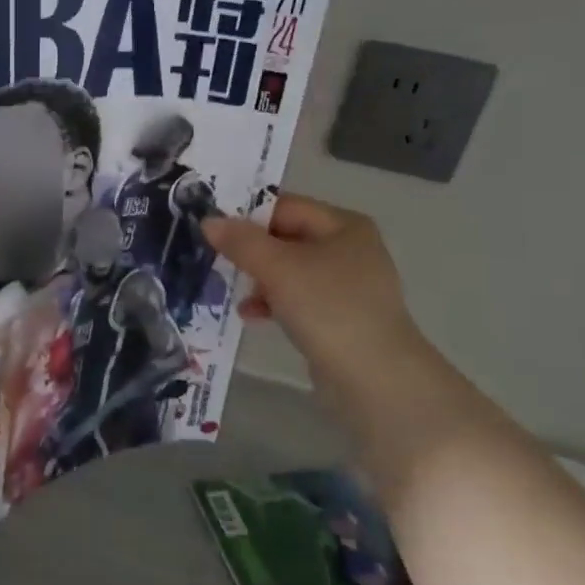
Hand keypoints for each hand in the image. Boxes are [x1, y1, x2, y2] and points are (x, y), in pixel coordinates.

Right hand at [202, 194, 422, 393]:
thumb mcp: (277, 268)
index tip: (213, 231)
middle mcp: (350, 248)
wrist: (375, 378)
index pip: (285, 206)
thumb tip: (209, 220)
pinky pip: (298, 298)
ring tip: (234, 293)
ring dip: (258, 279)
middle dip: (251, 251)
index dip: (248, 216)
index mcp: (343, 225)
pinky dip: (274, 302)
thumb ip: (241, 241)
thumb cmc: (327, 308)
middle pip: (286, 237)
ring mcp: (347, 285)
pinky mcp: (341, 316)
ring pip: (289, 270)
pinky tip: (252, 315)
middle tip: (218, 261)